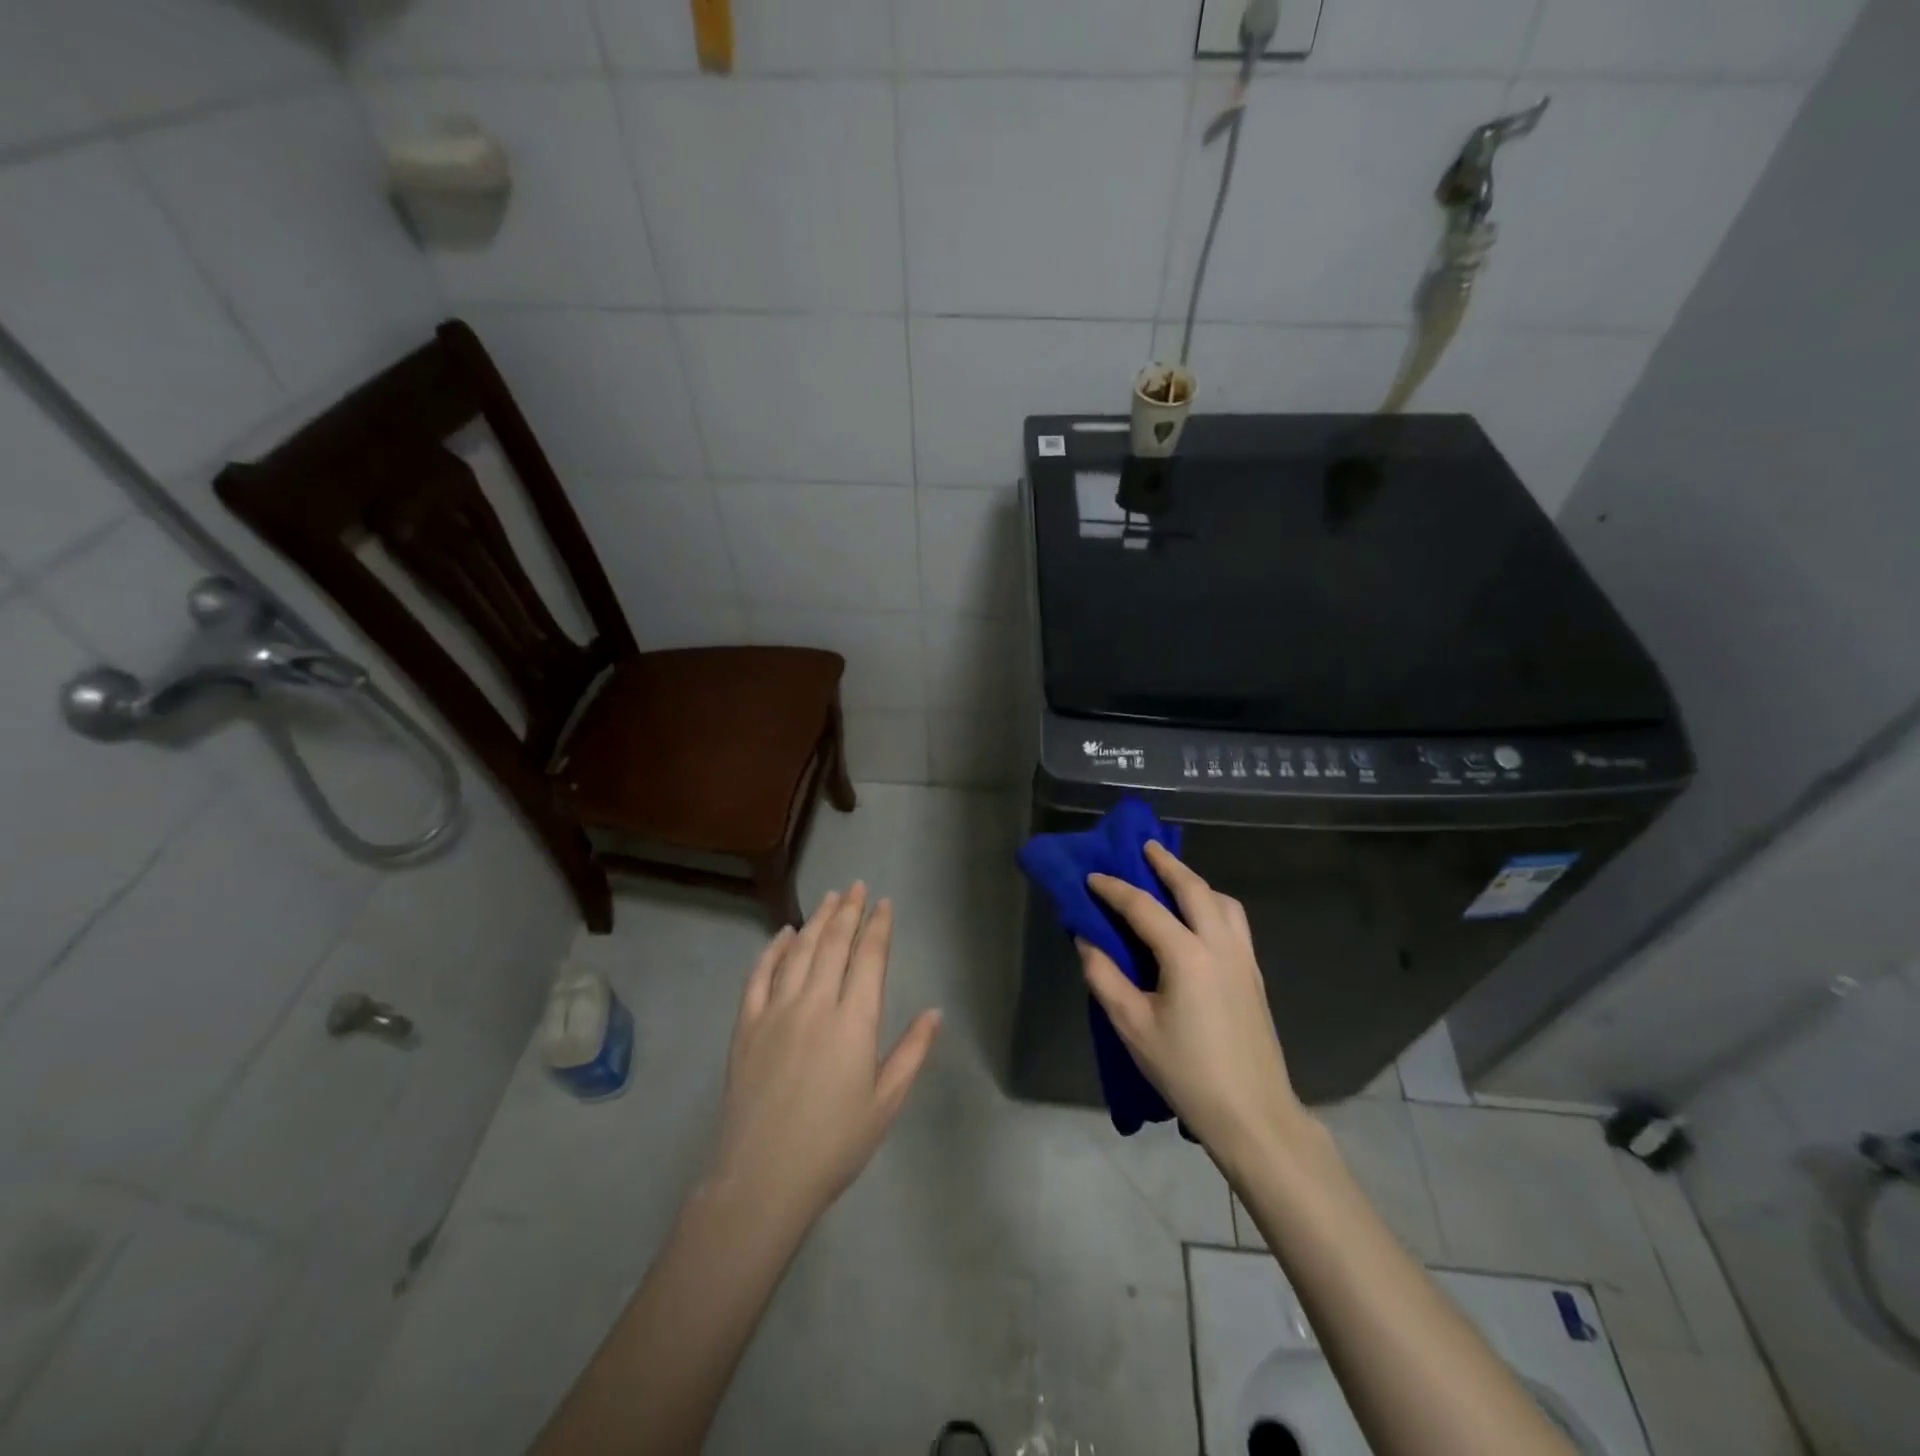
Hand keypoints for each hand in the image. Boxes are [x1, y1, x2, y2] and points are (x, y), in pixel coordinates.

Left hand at [707, 884, 941, 1226]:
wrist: (763, 1179)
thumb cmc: (834, 1144)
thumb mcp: (886, 1103)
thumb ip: (912, 1052)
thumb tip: (935, 1011)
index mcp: (854, 1021)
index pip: (870, 957)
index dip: (878, 926)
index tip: (884, 903)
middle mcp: (816, 1004)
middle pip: (833, 943)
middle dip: (848, 910)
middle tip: (857, 886)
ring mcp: (776, 1012)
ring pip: (799, 951)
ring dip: (815, 920)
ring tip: (829, 898)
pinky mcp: (747, 1026)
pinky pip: (759, 976)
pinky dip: (772, 950)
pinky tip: (782, 934)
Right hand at [1081, 843, 1305, 1166]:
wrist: (1253, 1114)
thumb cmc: (1186, 1071)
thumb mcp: (1132, 1026)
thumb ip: (1104, 977)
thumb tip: (1086, 940)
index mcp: (1187, 954)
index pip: (1143, 907)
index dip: (1114, 888)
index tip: (1091, 876)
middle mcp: (1220, 944)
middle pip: (1193, 889)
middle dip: (1166, 863)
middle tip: (1145, 845)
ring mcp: (1244, 958)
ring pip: (1222, 901)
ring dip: (1196, 882)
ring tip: (1174, 879)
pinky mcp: (1254, 975)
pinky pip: (1235, 922)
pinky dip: (1214, 904)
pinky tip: (1200, 918)